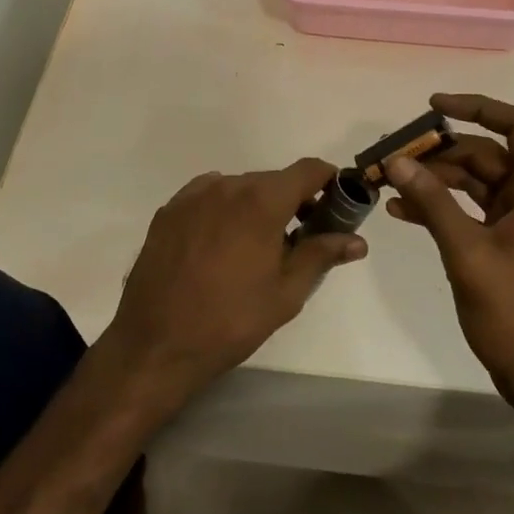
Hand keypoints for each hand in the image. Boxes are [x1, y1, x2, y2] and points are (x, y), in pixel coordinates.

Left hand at [102, 159, 367, 407]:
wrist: (156, 344)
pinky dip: (224, 211)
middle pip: (273, 180)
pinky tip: (220, 247)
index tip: (336, 204)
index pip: (308, 170)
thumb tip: (357, 240)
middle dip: (292, 201)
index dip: (328, 181)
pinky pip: (208, 198)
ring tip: (256, 248)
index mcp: (262, 201)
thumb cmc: (231, 320)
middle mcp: (228, 185)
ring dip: (256, 206)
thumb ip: (321, 255)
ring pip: (239, 188)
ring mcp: (193, 196)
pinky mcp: (169, 210)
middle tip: (300, 238)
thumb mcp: (286, 292)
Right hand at [384, 93, 513, 387]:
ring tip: (389, 183)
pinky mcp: (505, 241)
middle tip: (396, 156)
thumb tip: (397, 160)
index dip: (478, 108)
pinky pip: (470, 210)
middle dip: (440, 152)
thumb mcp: (467, 252)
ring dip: (434, 180)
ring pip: (474, 182)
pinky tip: (401, 212)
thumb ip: (433, 202)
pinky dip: (440, 207)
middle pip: (487, 155)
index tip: (434, 106)